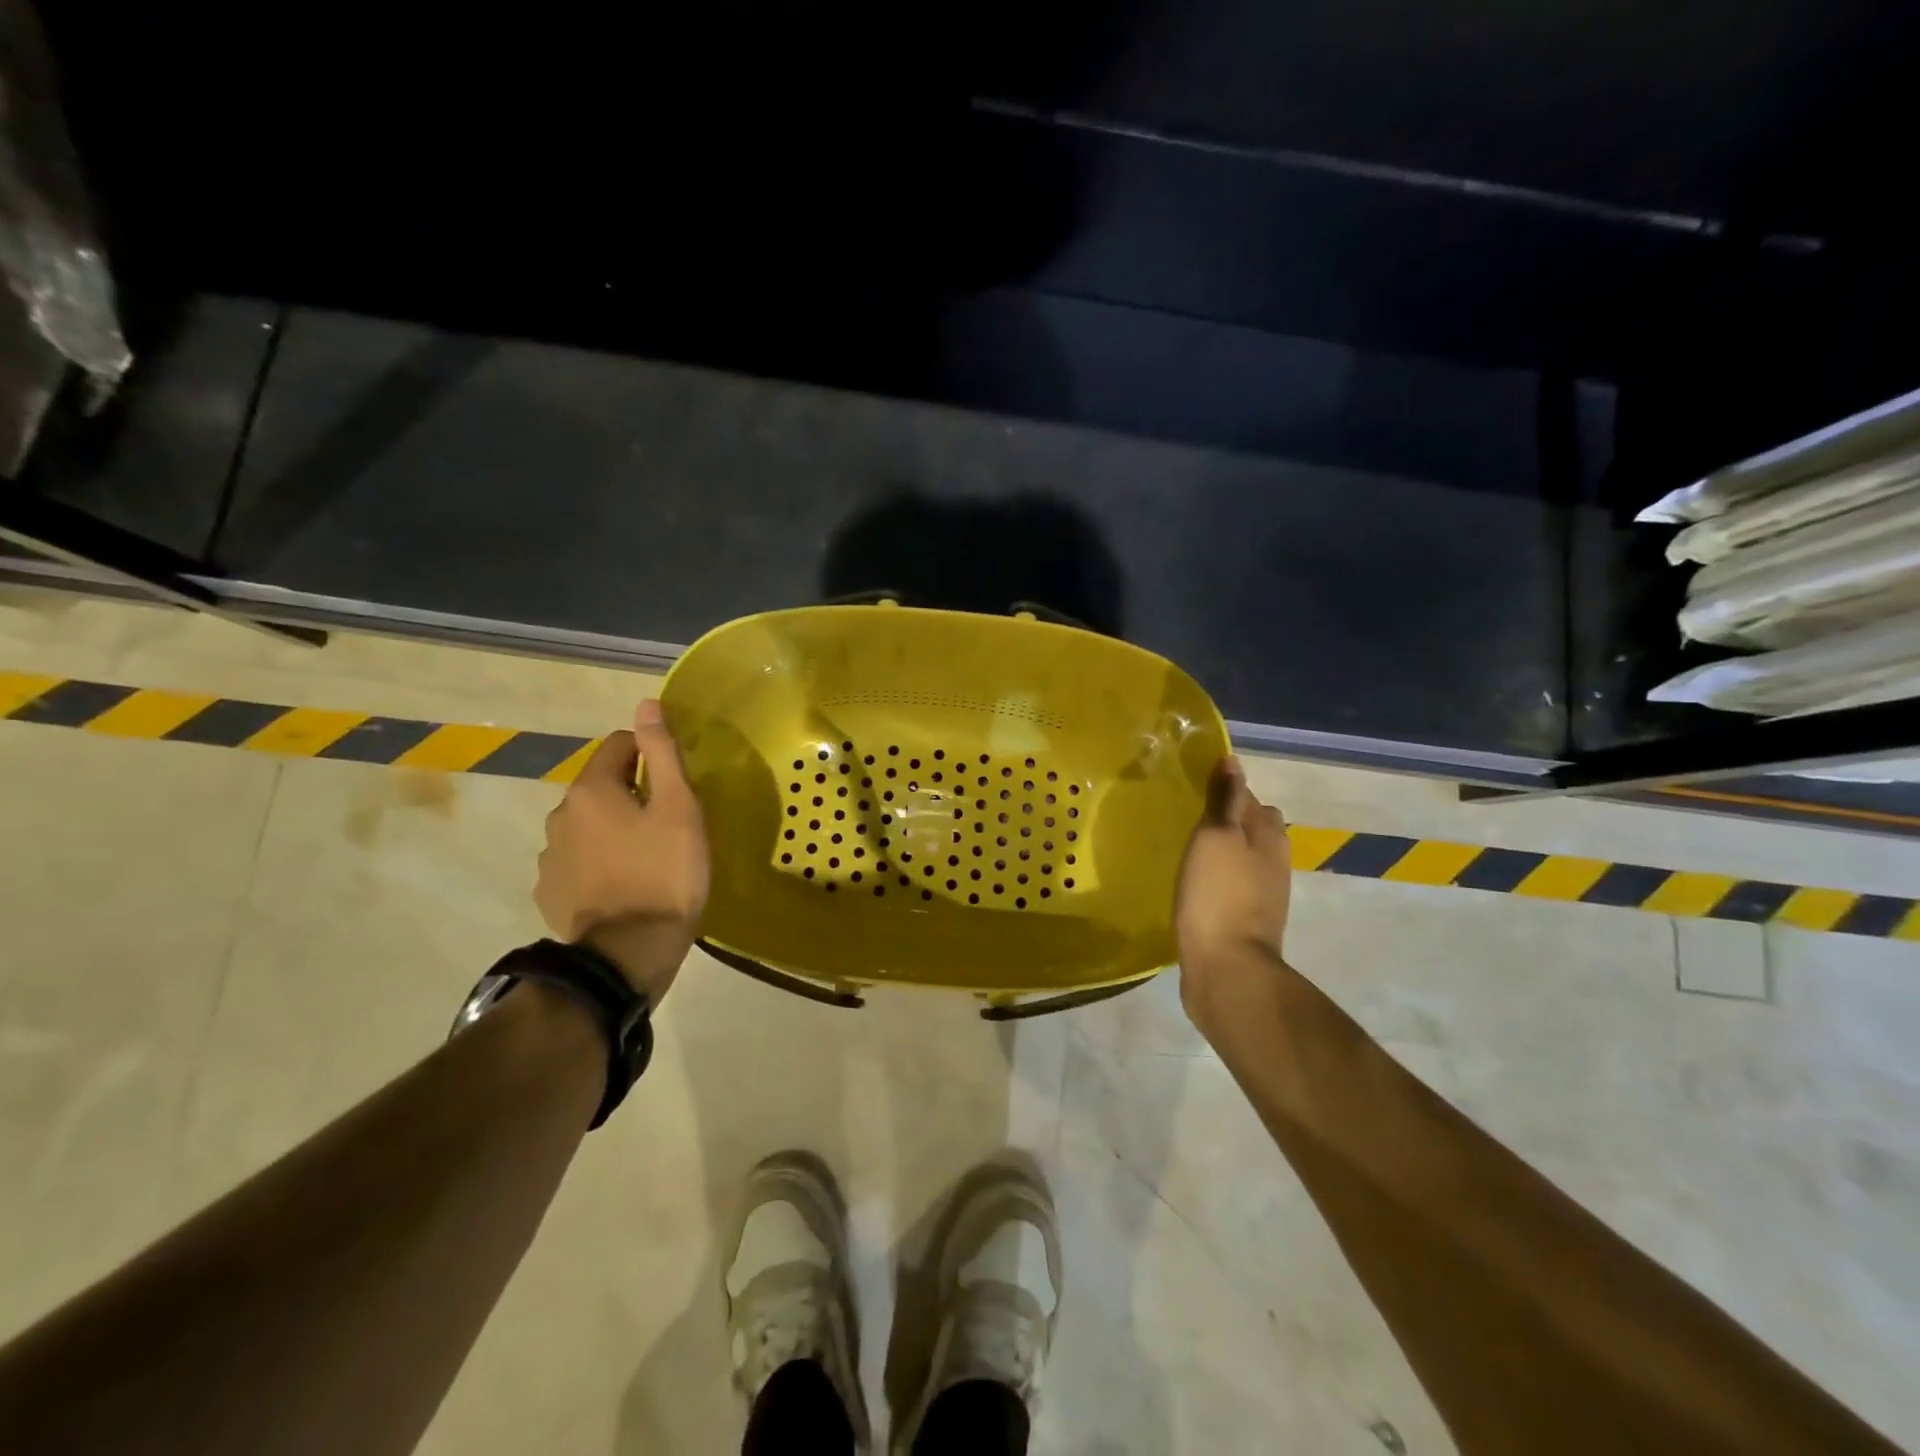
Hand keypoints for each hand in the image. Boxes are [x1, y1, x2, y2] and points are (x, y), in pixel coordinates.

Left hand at [534, 700, 709, 1002]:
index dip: (650, 755)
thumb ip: (662, 753)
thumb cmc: (665, 873)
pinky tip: (622, 885)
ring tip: (646, 858)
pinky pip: (577, 861)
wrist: (629, 953)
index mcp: (592, 790)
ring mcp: (550, 857)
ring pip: (587, 824)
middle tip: (667, 824)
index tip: (674, 784)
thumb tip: (646, 704)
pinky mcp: (550, 892)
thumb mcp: (679, 808)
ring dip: (612, 829)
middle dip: (631, 794)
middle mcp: (560, 815)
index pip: (619, 745)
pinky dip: (598, 862)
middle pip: (601, 786)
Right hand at [1175, 758, 1292, 1034]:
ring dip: (1221, 850)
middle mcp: (1274, 860)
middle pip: (1250, 826)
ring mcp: (1263, 893)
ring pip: (1242, 856)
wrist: (1227, 969)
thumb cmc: (1218, 896)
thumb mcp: (1216, 837)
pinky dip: (1217, 878)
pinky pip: (1232, 885)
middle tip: (1187, 820)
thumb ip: (1225, 800)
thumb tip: (1232, 762)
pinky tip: (1194, 884)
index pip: (1248, 797)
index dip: (1222, 790)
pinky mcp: (1247, 919)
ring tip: (1186, 850)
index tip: (1191, 790)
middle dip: (1225, 819)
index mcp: (1269, 835)